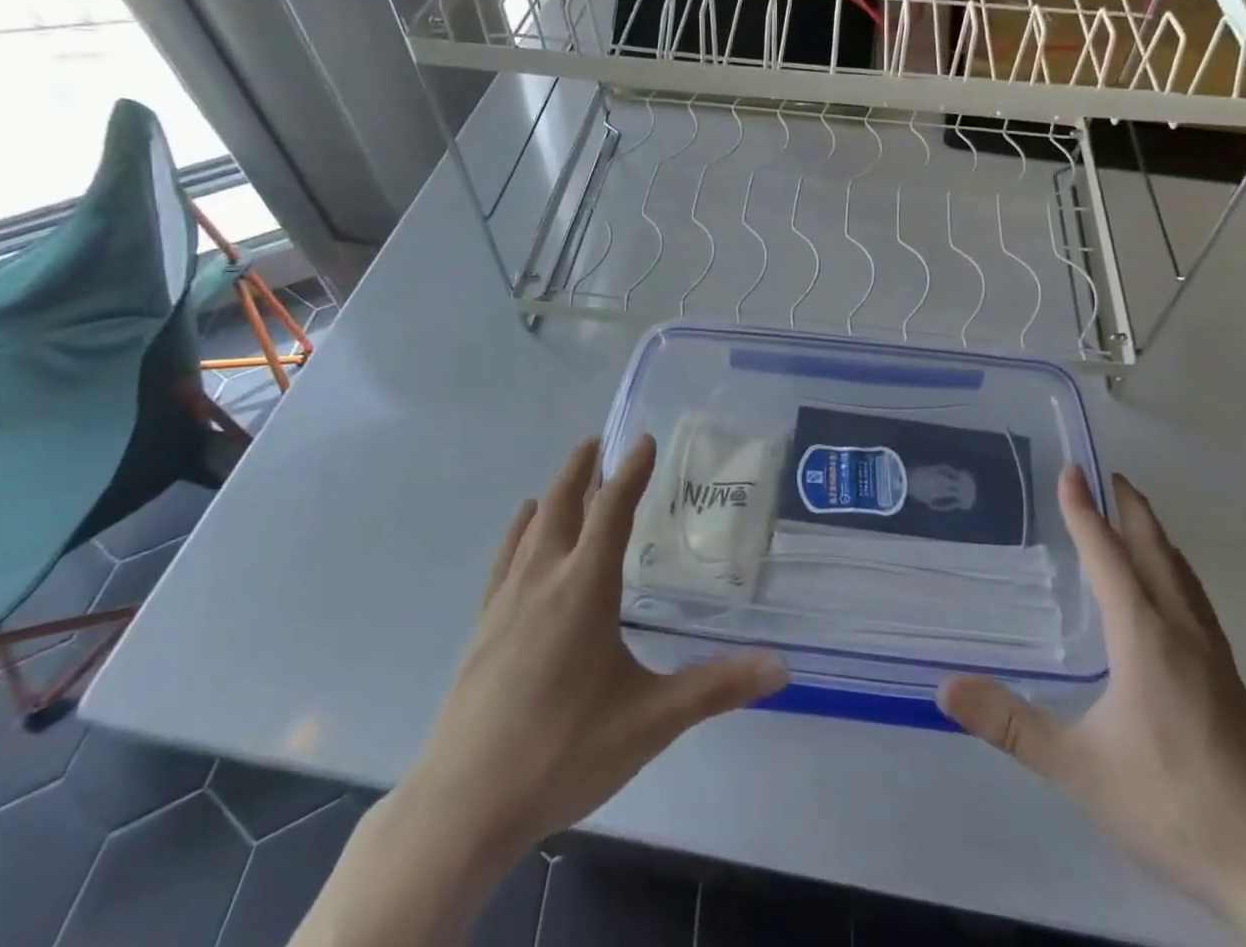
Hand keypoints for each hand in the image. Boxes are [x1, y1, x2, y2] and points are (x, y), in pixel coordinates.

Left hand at [403, 435, 788, 857]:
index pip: (613, 511)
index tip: (645, 440)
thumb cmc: (563, 753)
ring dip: (554, 493)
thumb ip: (716, 688)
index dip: (632, 473)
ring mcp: (506, 601)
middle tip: (599, 440)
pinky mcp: (483, 626)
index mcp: (585, 588)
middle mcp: (544, 579)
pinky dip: (520, 530)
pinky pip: (506, 558)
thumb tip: (781, 667)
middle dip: (583, 469)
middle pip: (564, 505)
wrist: (463, 804)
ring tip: (569, 475)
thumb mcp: (650, 721)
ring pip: (533, 527)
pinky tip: (522, 528)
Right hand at [939, 470, 1245, 923]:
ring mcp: (1213, 656)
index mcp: (1145, 637)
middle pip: (1154, 551)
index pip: (1108, 556)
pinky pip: (1195, 599)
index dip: (1085, 512)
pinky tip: (1173, 590)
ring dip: (1155, 535)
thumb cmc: (1175, 807)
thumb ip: (1012, 725)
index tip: (1071, 470)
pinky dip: (1175, 569)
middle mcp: (1182, 631)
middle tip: (1108, 474)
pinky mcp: (1230, 681)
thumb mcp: (1081, 769)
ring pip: (1181, 573)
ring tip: (1137, 515)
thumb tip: (946, 687)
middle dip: (1129, 508)